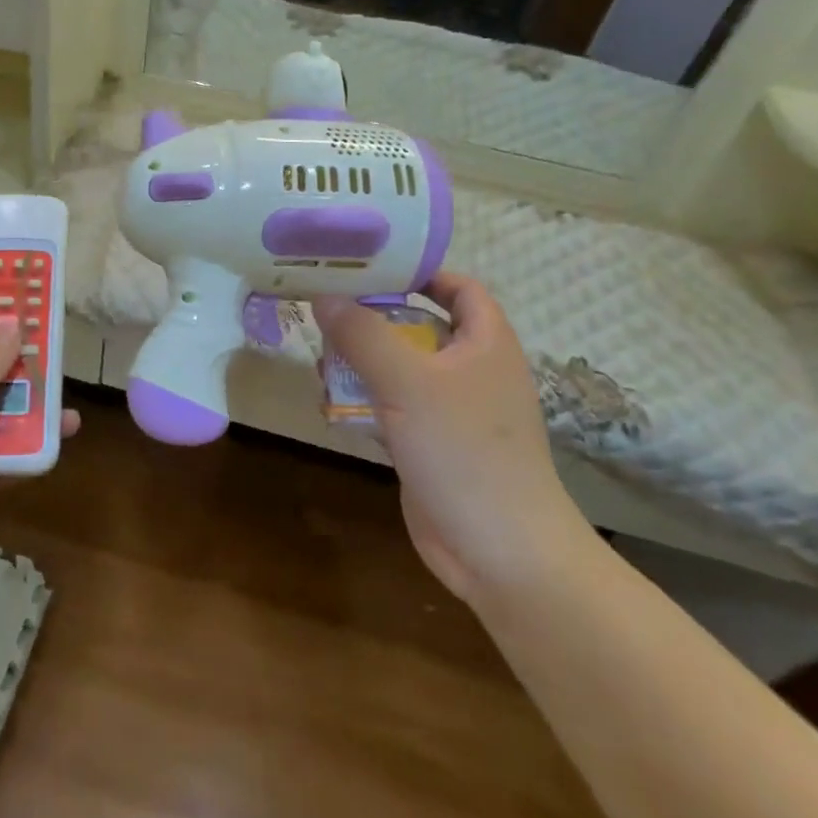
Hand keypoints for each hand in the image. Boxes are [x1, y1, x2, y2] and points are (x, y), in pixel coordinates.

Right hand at [313, 273, 592, 600]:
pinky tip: (329, 401)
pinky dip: (365, 399)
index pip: (459, 288)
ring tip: (318, 356)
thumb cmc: (464, 451)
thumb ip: (363, 334)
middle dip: (374, 318)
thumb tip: (322, 296)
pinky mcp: (431, 444)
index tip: (369, 266)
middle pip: (420, 325)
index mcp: (486, 343)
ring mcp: (452, 410)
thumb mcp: (408, 382)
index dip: (420, 271)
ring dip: (362, 361)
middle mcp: (472, 370)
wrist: (499, 551)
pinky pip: (394, 407)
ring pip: (401, 368)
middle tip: (326, 308)